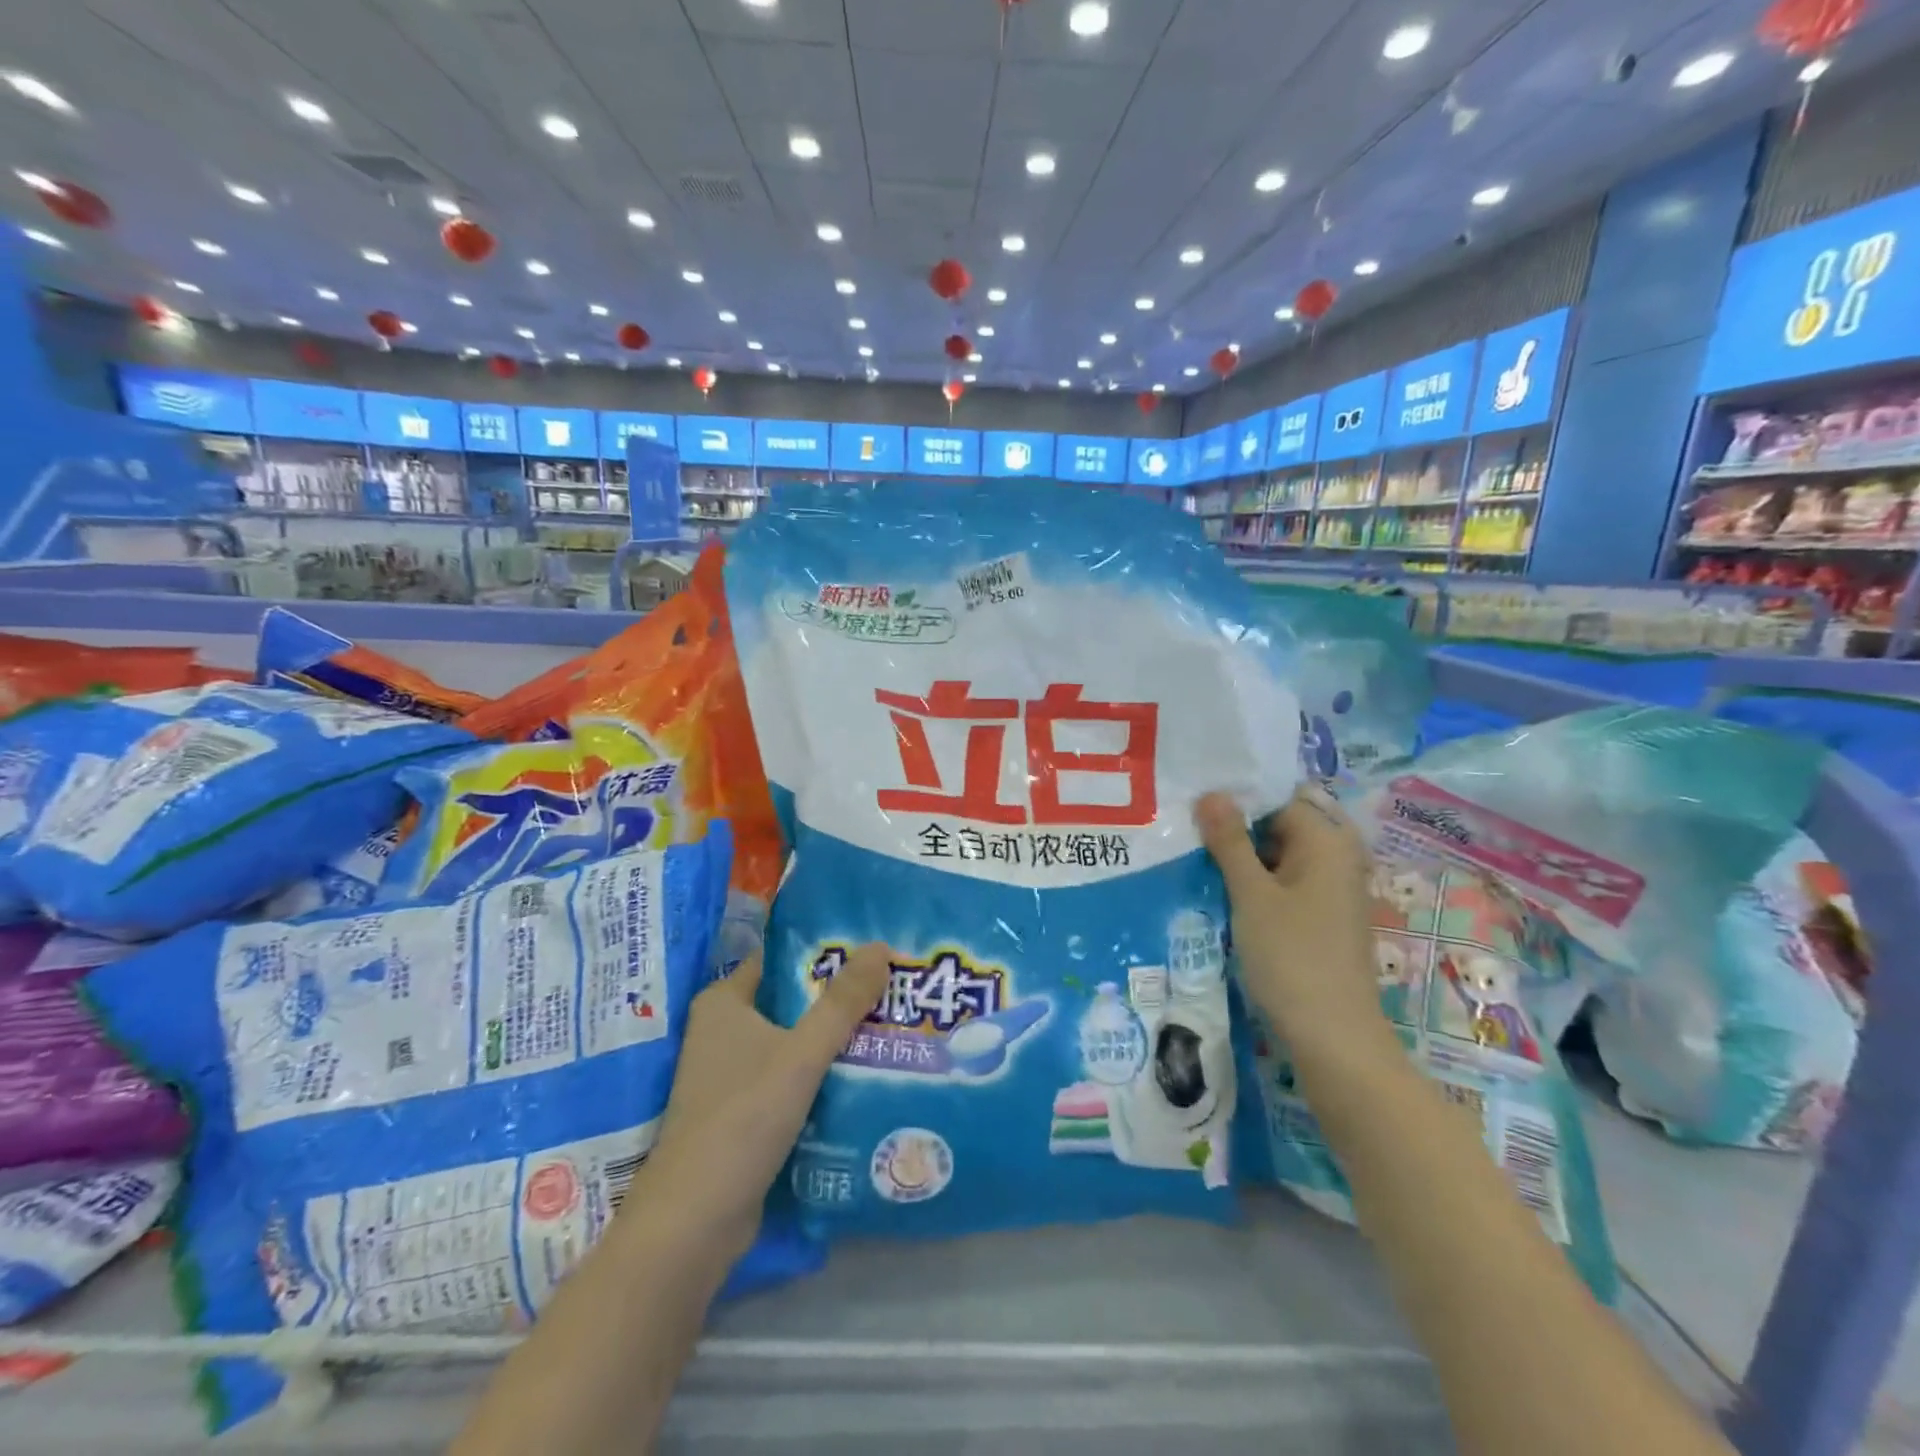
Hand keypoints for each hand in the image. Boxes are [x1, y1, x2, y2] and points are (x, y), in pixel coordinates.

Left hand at [638, 945, 891, 1264]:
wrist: (696, 1221)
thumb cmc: (743, 1117)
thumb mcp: (801, 1053)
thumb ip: (842, 1002)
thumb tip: (881, 946)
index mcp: (723, 1002)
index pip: (780, 960)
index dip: (824, 953)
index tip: (871, 951)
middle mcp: (723, 1031)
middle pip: (791, 1001)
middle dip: (837, 998)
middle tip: (890, 987)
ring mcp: (731, 1075)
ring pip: (793, 1042)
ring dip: (833, 1038)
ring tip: (888, 1024)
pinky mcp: (743, 1113)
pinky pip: (790, 1078)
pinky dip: (821, 1075)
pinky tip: (863, 1074)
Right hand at [1195, 787, 1390, 1058]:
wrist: (1333, 1037)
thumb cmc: (1292, 956)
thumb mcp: (1251, 894)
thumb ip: (1230, 840)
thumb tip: (1211, 792)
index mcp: (1327, 841)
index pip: (1276, 800)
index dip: (1235, 802)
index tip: (1192, 809)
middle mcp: (1337, 857)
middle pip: (1279, 826)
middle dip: (1235, 829)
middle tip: (1186, 832)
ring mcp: (1331, 889)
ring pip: (1278, 857)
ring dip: (1241, 859)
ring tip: (1194, 858)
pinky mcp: (1322, 917)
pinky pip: (1284, 883)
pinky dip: (1256, 883)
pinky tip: (1220, 891)